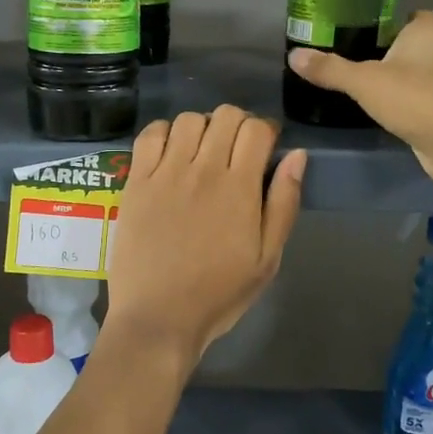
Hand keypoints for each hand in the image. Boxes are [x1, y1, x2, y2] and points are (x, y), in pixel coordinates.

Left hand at [106, 107, 305, 367]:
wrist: (158, 318)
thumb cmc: (219, 293)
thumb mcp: (267, 258)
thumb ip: (284, 203)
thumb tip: (296, 155)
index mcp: (239, 188)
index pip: (256, 129)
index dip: (266, 129)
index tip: (266, 146)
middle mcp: (203, 170)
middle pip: (225, 115)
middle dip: (238, 123)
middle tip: (236, 149)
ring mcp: (165, 173)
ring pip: (188, 119)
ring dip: (203, 127)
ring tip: (202, 151)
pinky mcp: (136, 182)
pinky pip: (149, 135)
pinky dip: (164, 132)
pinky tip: (170, 152)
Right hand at [287, 12, 432, 184]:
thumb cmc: (417, 99)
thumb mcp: (364, 82)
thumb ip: (330, 69)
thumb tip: (293, 55)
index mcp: (426, 35)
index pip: (419, 15)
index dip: (400, 17)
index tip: (373, 26)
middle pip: (417, 45)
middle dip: (393, 49)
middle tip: (357, 55)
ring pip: (420, 74)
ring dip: (399, 79)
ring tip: (364, 84)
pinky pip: (422, 101)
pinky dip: (406, 104)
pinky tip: (383, 112)